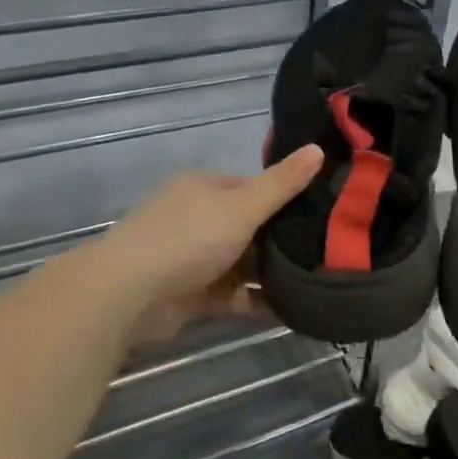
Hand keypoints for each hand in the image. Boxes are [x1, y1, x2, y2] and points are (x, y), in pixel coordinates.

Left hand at [93, 145, 323, 345]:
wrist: (129, 294)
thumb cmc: (188, 238)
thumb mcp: (243, 206)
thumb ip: (282, 184)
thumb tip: (318, 148)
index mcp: (204, 188)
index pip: (251, 187)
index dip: (284, 197)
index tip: (320, 211)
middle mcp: (197, 218)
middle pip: (249, 226)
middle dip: (282, 239)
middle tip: (328, 249)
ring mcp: (192, 258)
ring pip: (242, 262)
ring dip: (272, 273)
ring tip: (317, 280)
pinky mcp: (192, 295)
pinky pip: (234, 295)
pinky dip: (258, 301)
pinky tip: (293, 309)